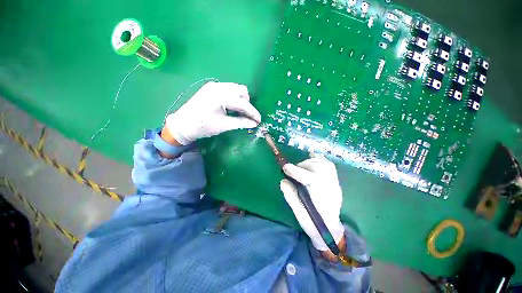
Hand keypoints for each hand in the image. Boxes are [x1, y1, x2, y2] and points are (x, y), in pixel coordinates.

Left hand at [165, 82, 260, 144]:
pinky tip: (231, 108)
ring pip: (236, 89)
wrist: (182, 125)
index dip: (253, 112)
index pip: (243, 103)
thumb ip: (241, 122)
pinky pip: (229, 90)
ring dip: (241, 100)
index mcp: (220, 96)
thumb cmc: (203, 126)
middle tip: (246, 115)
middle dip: (247, 103)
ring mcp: (214, 86)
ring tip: (239, 112)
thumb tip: (254, 124)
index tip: (259, 120)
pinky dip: (234, 98)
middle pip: (242, 90)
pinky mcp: (211, 88)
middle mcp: (218, 86)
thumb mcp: (224, 125)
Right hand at [280, 154, 344, 251]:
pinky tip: (312, 157)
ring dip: (309, 161)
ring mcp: (335, 183)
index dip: (298, 171)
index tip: (285, 168)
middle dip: (302, 166)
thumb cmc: (314, 224)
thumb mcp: (300, 214)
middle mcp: (331, 188)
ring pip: (324, 165)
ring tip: (300, 166)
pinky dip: (319, 158)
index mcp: (323, 199)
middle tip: (291, 170)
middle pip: (320, 169)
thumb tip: (283, 181)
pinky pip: (329, 164)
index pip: (313, 179)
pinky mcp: (335, 180)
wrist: (331, 230)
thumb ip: (291, 197)